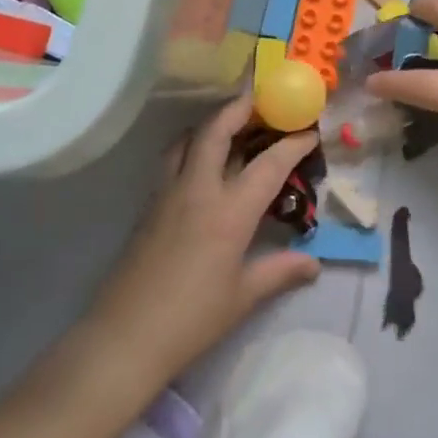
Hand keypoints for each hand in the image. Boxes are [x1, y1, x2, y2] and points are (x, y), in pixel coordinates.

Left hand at [87, 98, 321, 383]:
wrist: (124, 337)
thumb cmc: (191, 319)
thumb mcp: (243, 297)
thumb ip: (280, 271)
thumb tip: (313, 264)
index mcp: (229, 212)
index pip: (268, 164)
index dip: (292, 144)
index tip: (309, 132)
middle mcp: (198, 190)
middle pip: (216, 130)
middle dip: (240, 108)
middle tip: (261, 100)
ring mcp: (168, 194)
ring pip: (188, 140)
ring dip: (211, 124)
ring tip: (231, 125)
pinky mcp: (149, 206)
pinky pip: (173, 161)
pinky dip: (192, 147)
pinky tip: (202, 165)